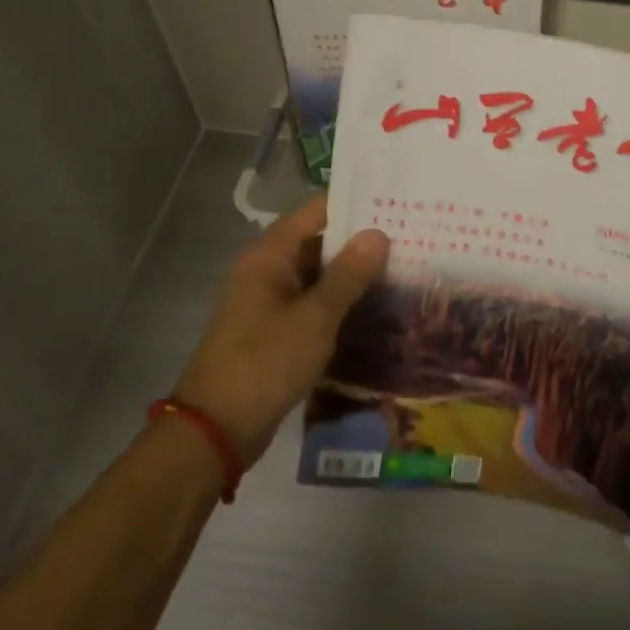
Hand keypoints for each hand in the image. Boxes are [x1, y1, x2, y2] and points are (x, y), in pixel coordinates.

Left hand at [172, 195, 388, 464]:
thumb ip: (348, 275)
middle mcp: (267, 270)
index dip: (355, 204)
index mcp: (270, 255)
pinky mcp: (276, 331)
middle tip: (412, 236)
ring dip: (354, 274)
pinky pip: (314, 304)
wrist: (217, 428)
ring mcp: (270, 302)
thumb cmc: (265, 362)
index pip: (316, 212)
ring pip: (319, 276)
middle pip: (319, 241)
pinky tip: (377, 308)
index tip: (397, 201)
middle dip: (362, 241)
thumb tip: (378, 234)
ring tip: (405, 267)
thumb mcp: (314, 317)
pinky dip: (341, 303)